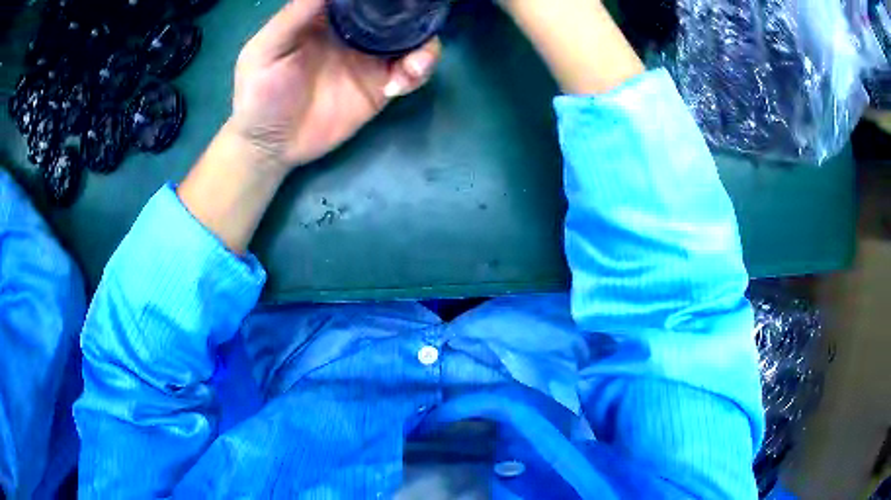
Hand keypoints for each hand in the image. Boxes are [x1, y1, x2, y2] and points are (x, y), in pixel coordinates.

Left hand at [229, 0, 441, 171]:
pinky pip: (411, 73)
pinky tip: (397, 86)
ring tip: (412, 66)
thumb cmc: (259, 94)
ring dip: (425, 48)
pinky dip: (417, 74)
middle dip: (415, 16)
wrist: (271, 145)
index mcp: (328, 16)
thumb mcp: (267, 50)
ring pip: (413, 40)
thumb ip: (297, 14)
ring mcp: (370, 58)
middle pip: (397, 13)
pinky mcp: (380, 86)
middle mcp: (355, 31)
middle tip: (417, 24)